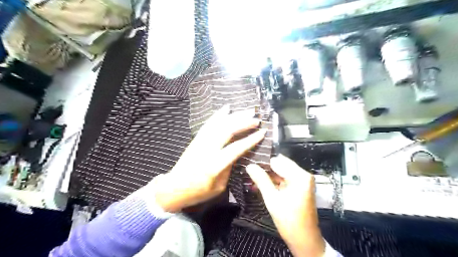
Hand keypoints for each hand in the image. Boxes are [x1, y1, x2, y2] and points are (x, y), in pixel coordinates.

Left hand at [152, 105, 264, 212]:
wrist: (173, 188)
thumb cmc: (198, 192)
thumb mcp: (219, 186)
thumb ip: (229, 168)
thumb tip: (237, 154)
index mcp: (215, 164)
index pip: (236, 148)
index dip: (251, 139)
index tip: (262, 132)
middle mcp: (208, 149)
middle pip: (228, 131)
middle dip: (244, 123)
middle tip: (256, 119)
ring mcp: (201, 142)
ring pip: (219, 124)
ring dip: (234, 116)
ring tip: (247, 111)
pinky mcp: (197, 139)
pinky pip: (209, 124)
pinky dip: (218, 115)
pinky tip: (226, 108)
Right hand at [247, 155, 325, 256]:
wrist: (305, 241)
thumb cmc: (289, 220)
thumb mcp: (272, 199)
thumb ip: (261, 180)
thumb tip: (249, 165)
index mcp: (300, 176)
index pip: (277, 160)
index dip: (263, 162)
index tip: (249, 163)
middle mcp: (303, 175)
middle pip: (280, 165)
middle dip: (264, 168)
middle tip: (248, 170)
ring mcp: (302, 181)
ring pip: (280, 172)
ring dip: (267, 175)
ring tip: (251, 176)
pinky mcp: (299, 188)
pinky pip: (283, 179)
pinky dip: (273, 181)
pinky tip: (260, 184)